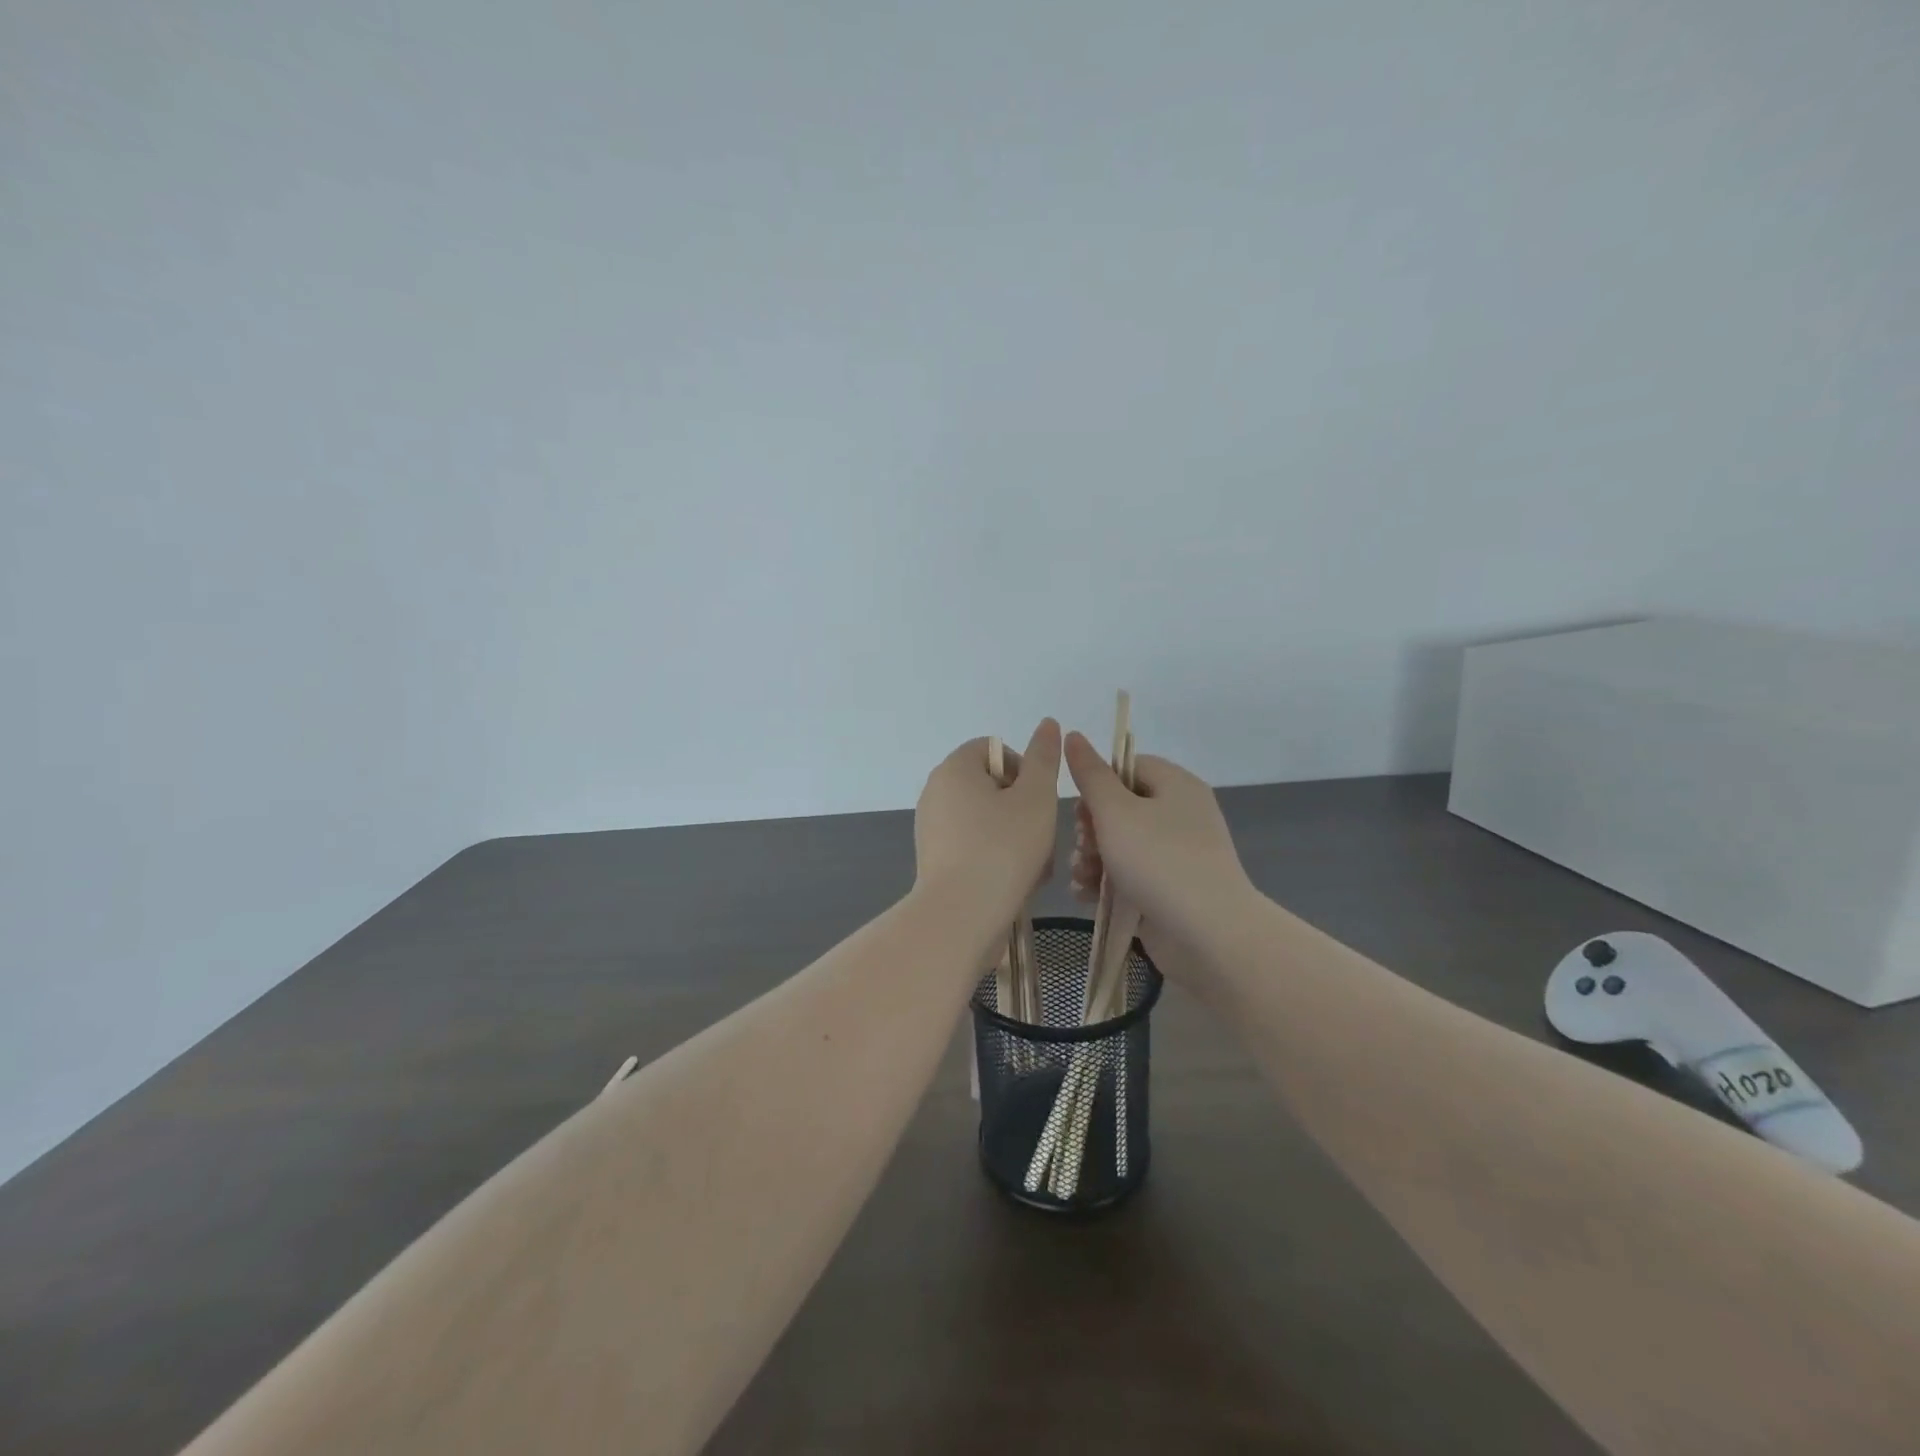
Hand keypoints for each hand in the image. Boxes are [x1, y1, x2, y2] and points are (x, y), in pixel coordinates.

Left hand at [914, 719, 1061, 912]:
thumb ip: (1044, 758)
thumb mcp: (1036, 798)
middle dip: (1022, 809)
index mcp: (954, 768)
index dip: (1023, 769)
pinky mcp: (934, 860)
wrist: (960, 916)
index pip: (993, 749)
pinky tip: (1015, 884)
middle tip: (1042, 838)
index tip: (1038, 801)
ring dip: (1016, 837)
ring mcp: (932, 828)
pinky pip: (973, 846)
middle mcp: (936, 792)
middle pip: (991, 786)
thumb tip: (1048, 723)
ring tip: (1035, 868)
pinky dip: (996, 857)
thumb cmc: (1003, 848)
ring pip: (987, 820)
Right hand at [1065, 731, 1253, 947]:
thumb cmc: (1158, 860)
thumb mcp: (1115, 812)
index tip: (1080, 806)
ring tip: (1080, 876)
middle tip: (1081, 845)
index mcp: (1176, 785)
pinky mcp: (1170, 888)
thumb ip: (1090, 774)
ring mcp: (1177, 854)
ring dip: (1092, 857)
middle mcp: (1180, 815)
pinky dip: (1107, 881)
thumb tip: (1074, 735)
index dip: (1099, 782)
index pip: (1129, 766)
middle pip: (1121, 807)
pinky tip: (1085, 895)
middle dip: (1090, 827)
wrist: (1208, 934)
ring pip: (1121, 844)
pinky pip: (1131, 874)